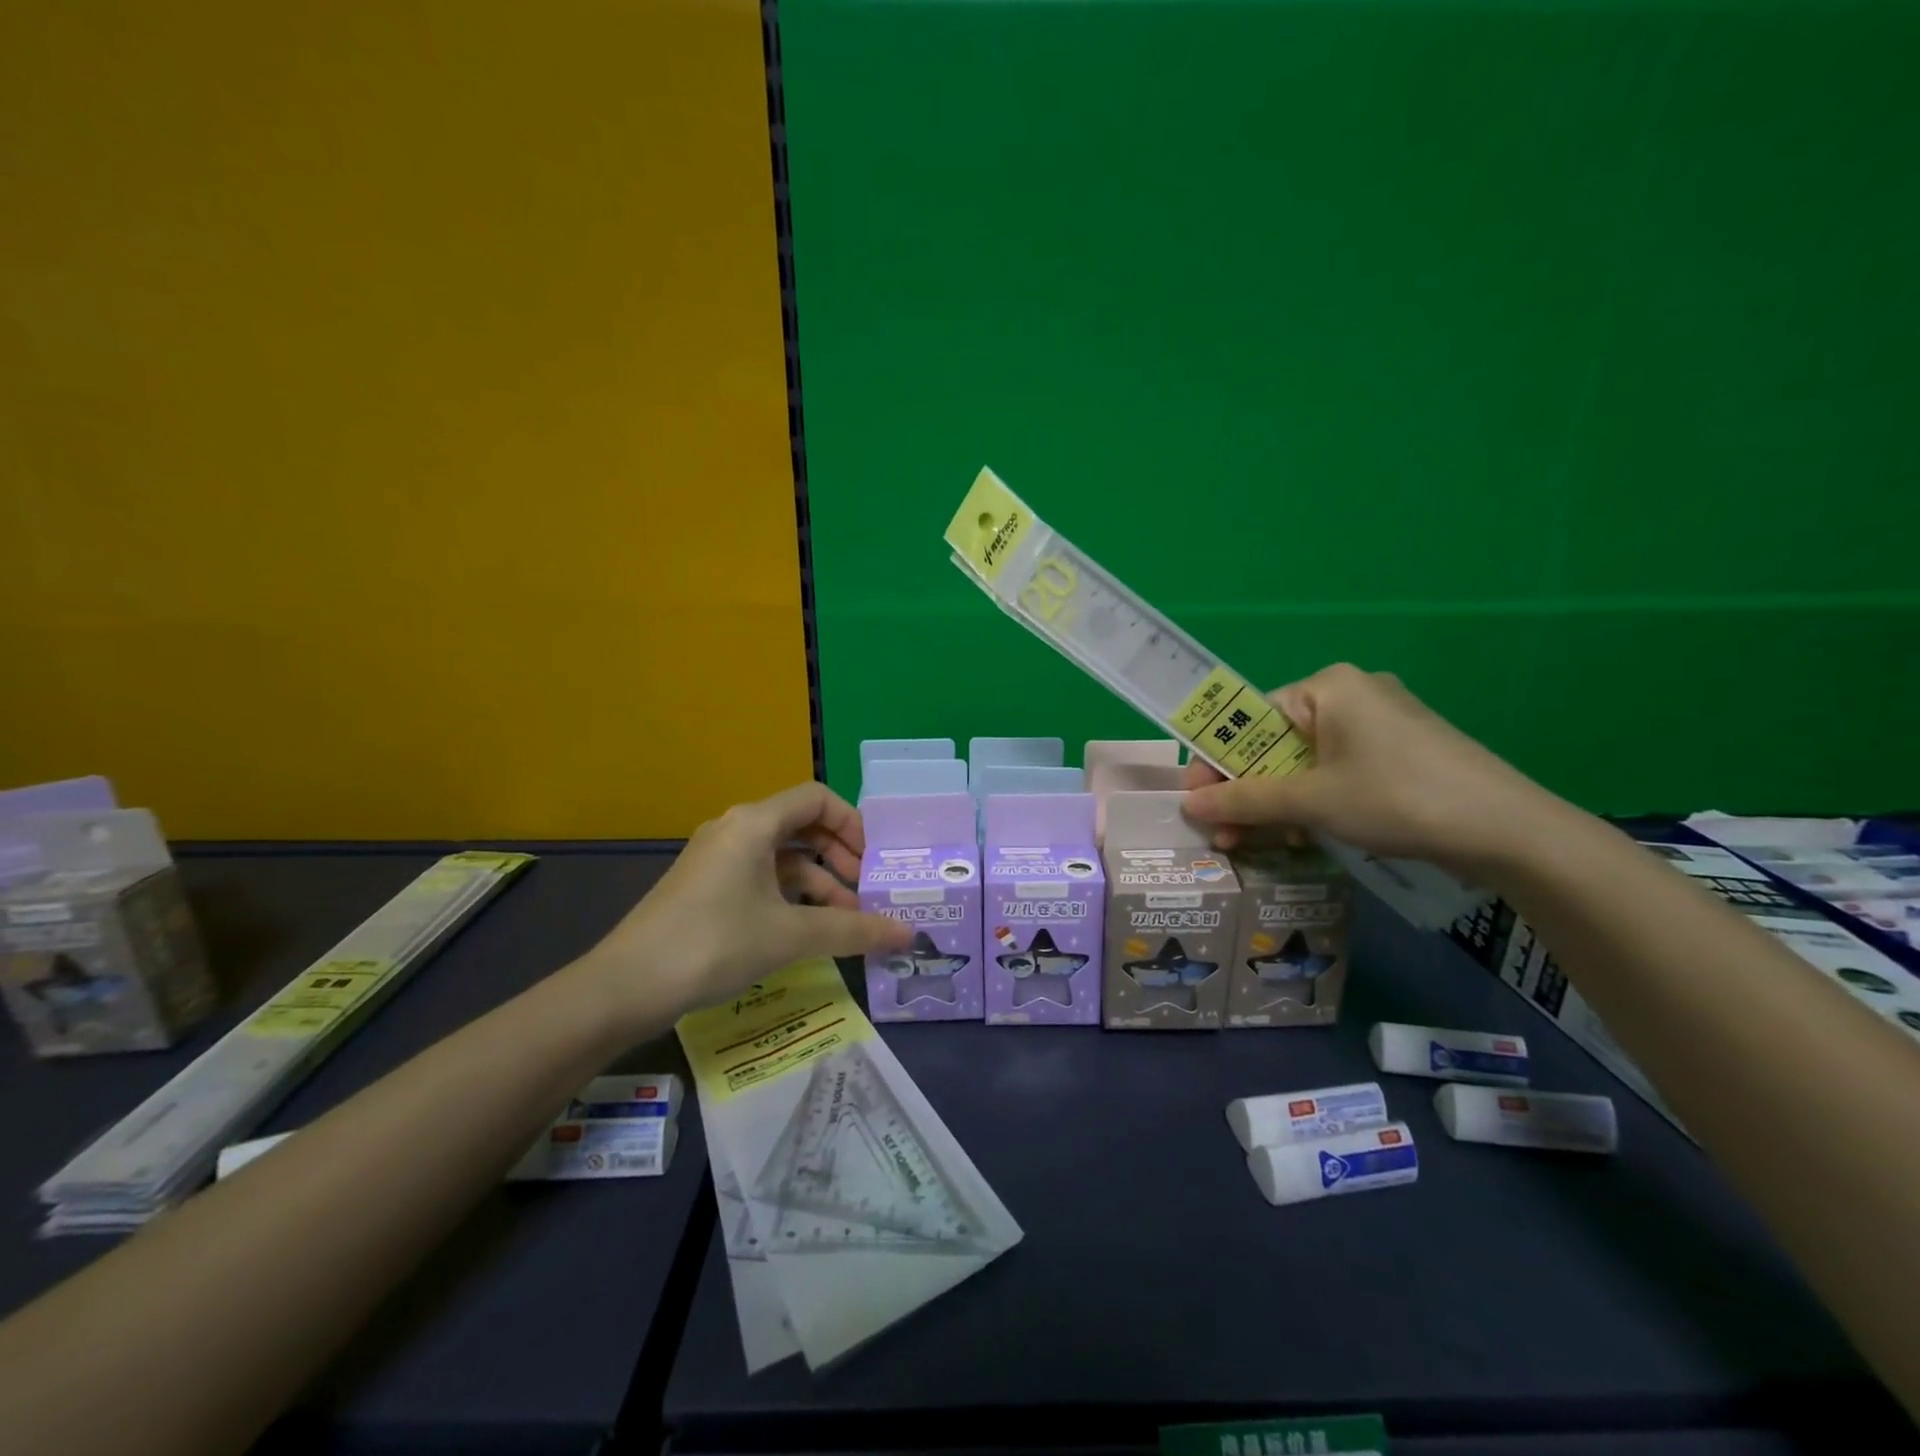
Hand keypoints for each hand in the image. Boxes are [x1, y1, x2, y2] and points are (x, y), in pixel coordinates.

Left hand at [578, 783, 911, 1023]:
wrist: (625, 987)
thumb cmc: (714, 943)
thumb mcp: (791, 935)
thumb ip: (854, 930)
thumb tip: (908, 934)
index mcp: (754, 823)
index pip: (817, 798)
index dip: (852, 824)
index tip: (873, 861)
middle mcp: (735, 829)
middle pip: (802, 825)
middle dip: (839, 856)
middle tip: (865, 891)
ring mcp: (717, 859)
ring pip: (782, 857)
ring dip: (818, 883)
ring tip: (845, 922)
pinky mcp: (705, 887)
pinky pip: (760, 878)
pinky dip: (789, 897)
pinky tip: (806, 931)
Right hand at [1182, 663, 1555, 876]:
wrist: (1509, 831)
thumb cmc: (1396, 797)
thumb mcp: (1312, 801)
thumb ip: (1245, 801)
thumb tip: (1189, 804)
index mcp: (1326, 687)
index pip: (1250, 720)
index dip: (1218, 763)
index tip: (1197, 801)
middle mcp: (1350, 696)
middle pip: (1275, 744)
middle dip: (1247, 792)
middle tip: (1225, 834)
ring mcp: (1379, 725)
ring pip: (1304, 764)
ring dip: (1276, 805)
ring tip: (1257, 844)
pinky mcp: (1399, 754)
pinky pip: (1335, 773)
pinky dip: (1313, 804)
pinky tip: (1304, 837)